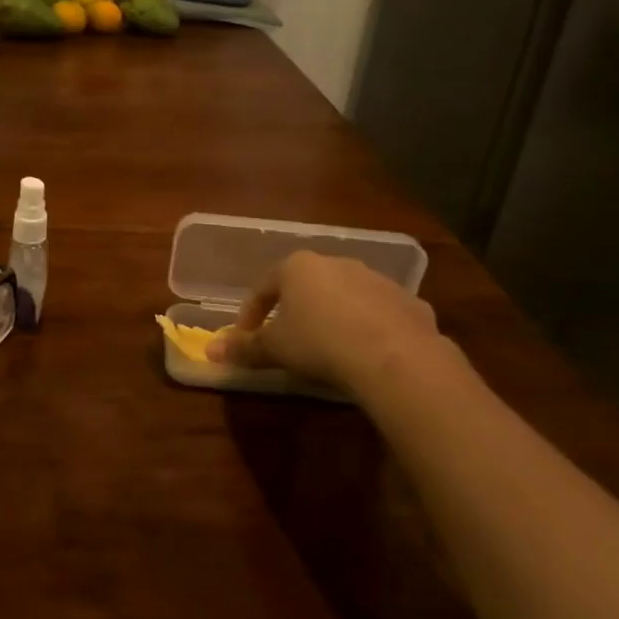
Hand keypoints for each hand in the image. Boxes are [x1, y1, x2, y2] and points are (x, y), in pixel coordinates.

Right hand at [206, 251, 449, 390]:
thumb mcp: (274, 348)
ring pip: (345, 297)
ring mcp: (376, 279)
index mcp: (298, 267)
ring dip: (334, 317)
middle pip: (306, 286)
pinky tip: (367, 354)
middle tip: (288, 341)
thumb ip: (244, 348)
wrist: (394, 356)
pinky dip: (370, 329)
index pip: (264, 287)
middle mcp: (337, 263)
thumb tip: (210, 350)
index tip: (246, 337)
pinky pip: (379, 313)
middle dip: (295, 311)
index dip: (251, 313)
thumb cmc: (319, 343)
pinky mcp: (408, 301)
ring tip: (329, 349)